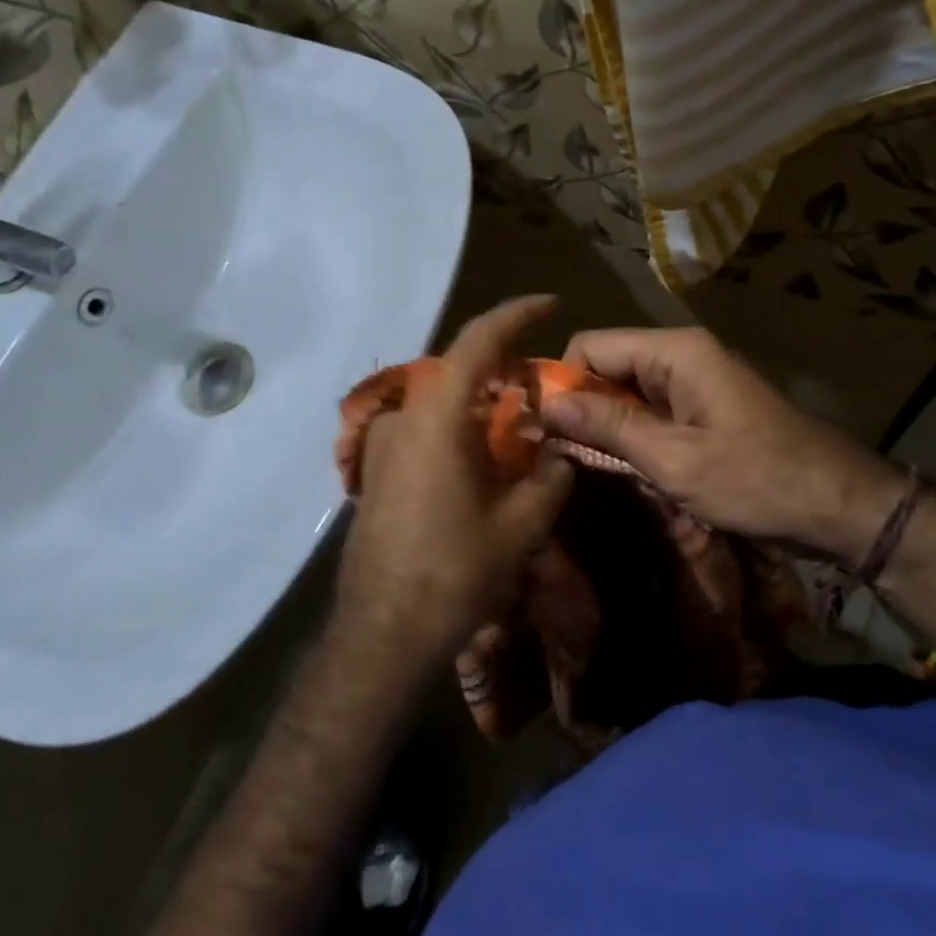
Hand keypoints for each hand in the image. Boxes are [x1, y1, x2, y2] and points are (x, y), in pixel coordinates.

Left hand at [337, 296, 574, 666]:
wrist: (382, 632)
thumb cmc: (454, 572)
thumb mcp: (519, 526)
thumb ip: (549, 480)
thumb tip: (559, 457)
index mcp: (437, 416)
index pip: (478, 341)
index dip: (516, 314)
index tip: (550, 303)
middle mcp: (402, 417)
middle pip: (457, 370)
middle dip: (501, 367)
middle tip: (541, 382)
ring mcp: (381, 444)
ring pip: (439, 403)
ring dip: (479, 405)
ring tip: (518, 427)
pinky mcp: (376, 471)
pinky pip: (423, 430)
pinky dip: (457, 430)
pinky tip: (482, 462)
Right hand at [541, 327, 904, 560]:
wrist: (839, 505)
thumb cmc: (756, 480)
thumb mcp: (673, 459)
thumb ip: (608, 427)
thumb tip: (548, 404)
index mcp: (675, 351)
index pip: (591, 345)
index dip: (562, 382)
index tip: (544, 430)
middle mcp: (682, 354)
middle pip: (608, 366)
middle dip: (583, 407)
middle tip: (562, 457)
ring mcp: (696, 382)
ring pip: (627, 391)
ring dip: (608, 426)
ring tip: (591, 467)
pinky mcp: (705, 408)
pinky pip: (652, 410)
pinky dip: (635, 435)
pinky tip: (629, 468)